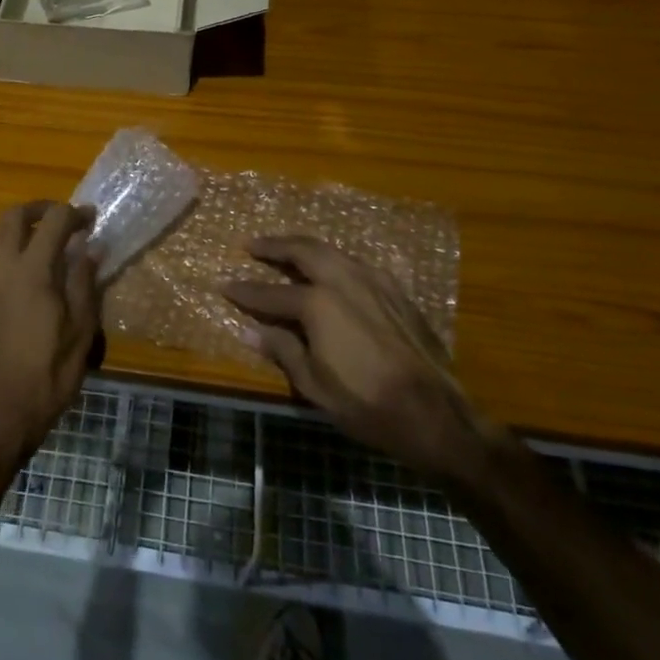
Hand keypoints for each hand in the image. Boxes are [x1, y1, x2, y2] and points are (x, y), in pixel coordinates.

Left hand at [0, 201, 99, 483]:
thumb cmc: (48, 375)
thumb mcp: (81, 332)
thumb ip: (85, 284)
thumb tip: (90, 248)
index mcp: (33, 272)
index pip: (54, 221)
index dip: (75, 214)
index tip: (91, 220)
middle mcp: (1, 266)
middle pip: (13, 215)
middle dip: (40, 209)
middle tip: (62, 219)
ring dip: (17, 224)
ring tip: (40, 238)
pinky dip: (3, 245)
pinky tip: (21, 268)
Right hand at [224, 236, 496, 482]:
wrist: (434, 414)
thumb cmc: (366, 404)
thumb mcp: (314, 384)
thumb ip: (282, 350)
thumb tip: (248, 332)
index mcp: (318, 304)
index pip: (271, 292)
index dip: (245, 291)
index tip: (224, 285)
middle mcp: (344, 281)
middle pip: (303, 252)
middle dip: (275, 246)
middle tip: (252, 245)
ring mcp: (374, 282)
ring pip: (332, 252)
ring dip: (305, 248)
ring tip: (288, 250)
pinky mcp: (396, 291)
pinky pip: (356, 264)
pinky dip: (334, 260)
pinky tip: (331, 270)